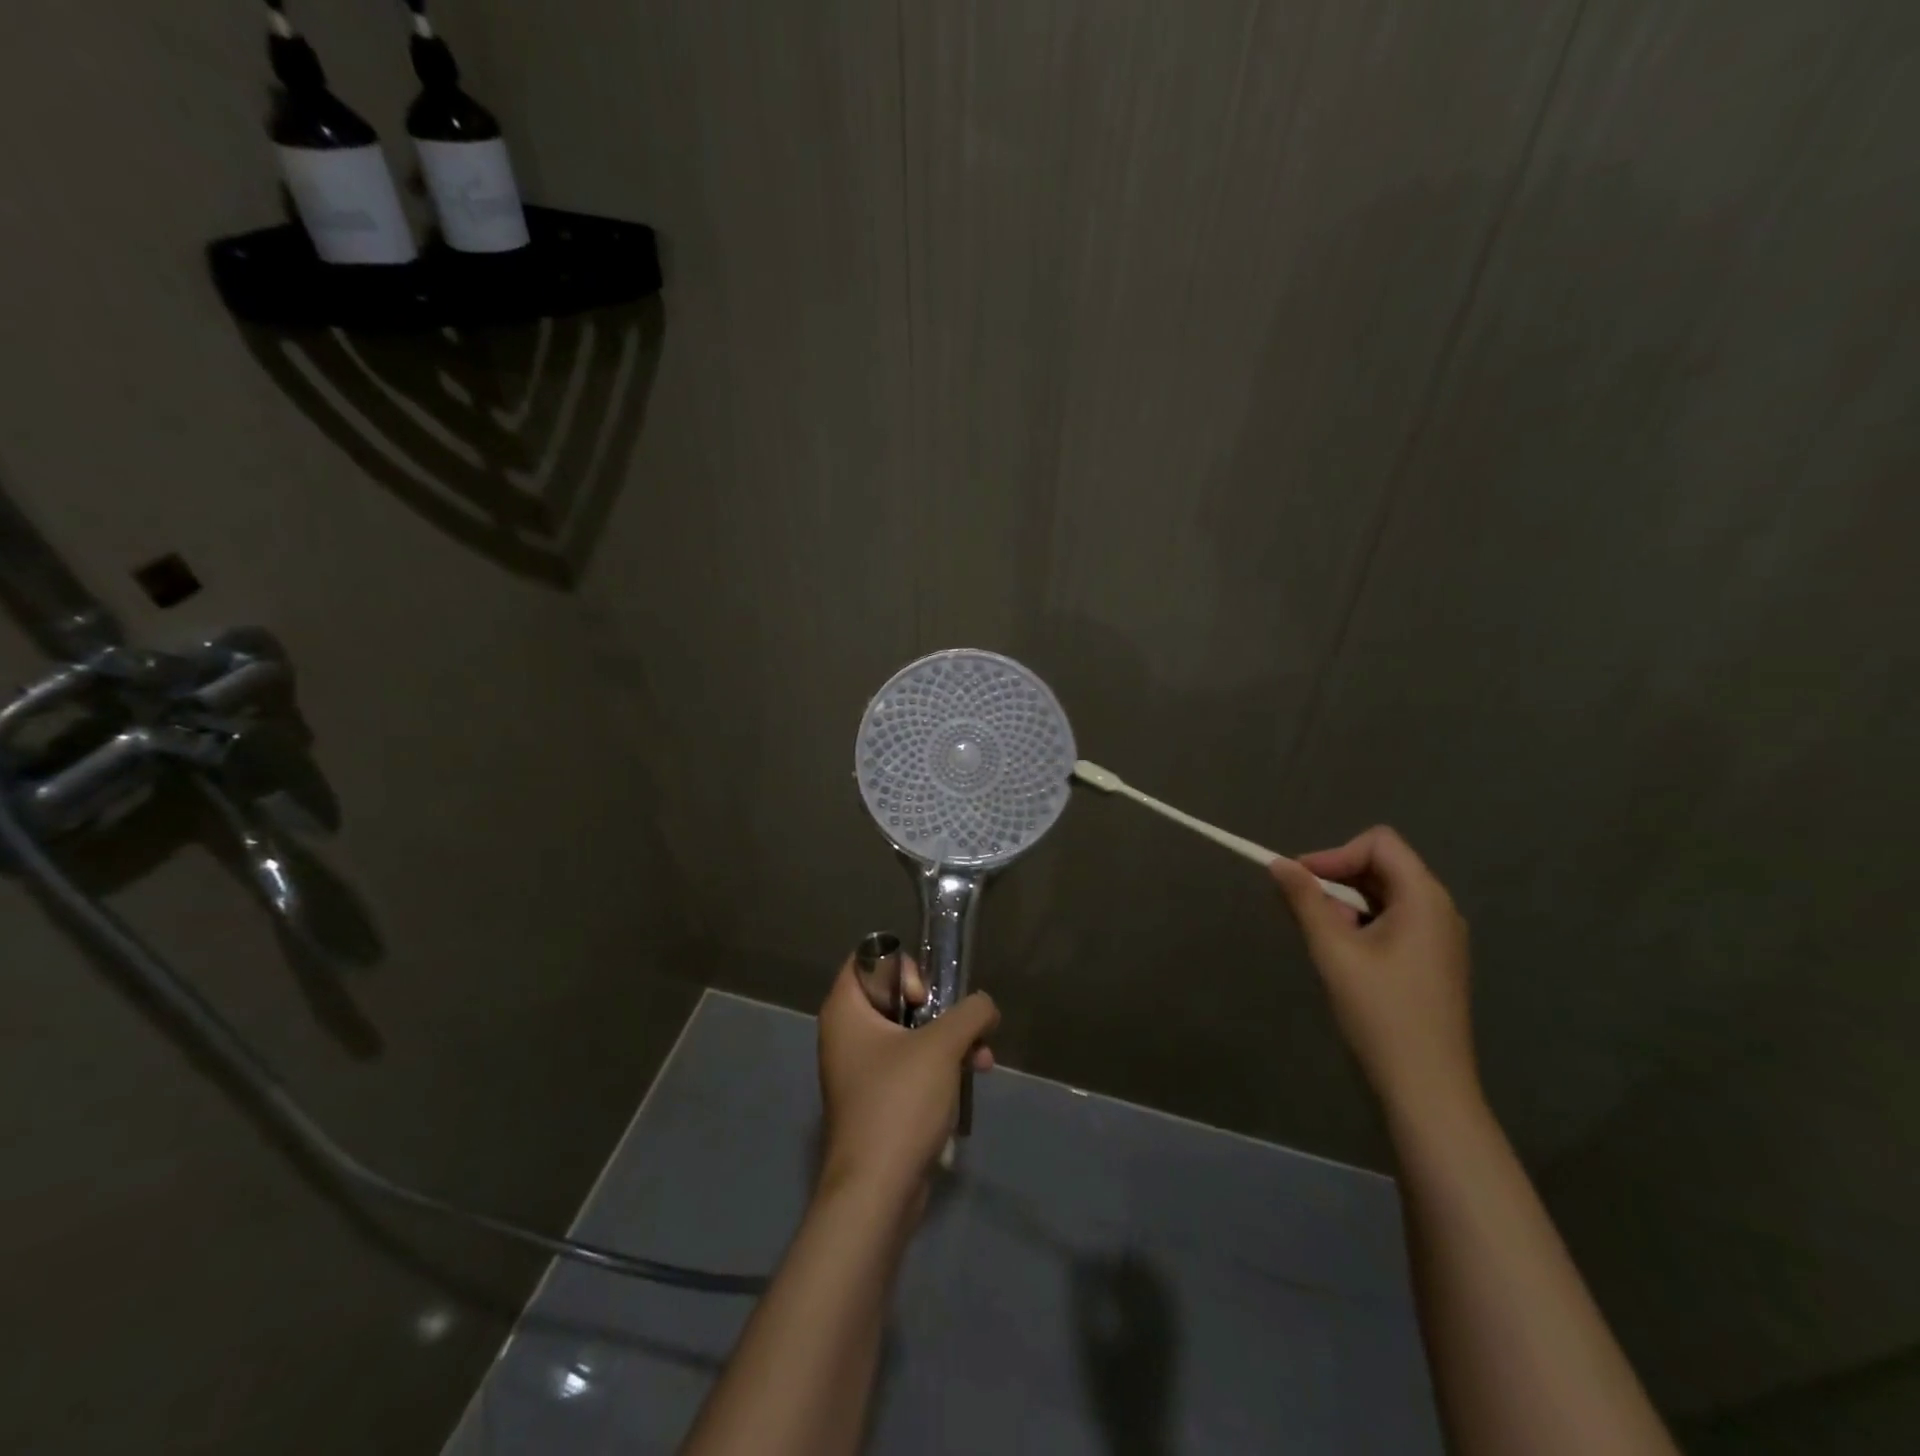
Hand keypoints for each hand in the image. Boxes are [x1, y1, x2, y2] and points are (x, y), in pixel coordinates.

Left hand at [816, 952, 997, 1207]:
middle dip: (938, 1008)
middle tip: (958, 1025)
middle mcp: (846, 1033)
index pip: (869, 959)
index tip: (924, 996)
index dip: (902, 967)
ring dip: (949, 1038)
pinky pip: (910, 1065)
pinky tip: (973, 1077)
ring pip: (909, 1032)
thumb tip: (986, 1006)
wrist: (877, 1191)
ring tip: (983, 1056)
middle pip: (895, 995)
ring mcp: (861, 1069)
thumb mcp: (942, 1046)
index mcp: (845, 1010)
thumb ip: (971, 1012)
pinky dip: (940, 1066)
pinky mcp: (878, 1100)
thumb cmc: (900, 1102)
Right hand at [1270, 827, 1478, 1122]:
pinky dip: (1364, 924)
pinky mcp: (1434, 960)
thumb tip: (1279, 863)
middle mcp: (1440, 909)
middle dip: (1338, 879)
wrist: (1427, 1087)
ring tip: (1325, 940)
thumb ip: (1305, 900)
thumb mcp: (1333, 951)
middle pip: (1383, 865)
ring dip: (1348, 904)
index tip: (1301, 883)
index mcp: (1424, 898)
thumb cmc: (1380, 1013)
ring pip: (1385, 894)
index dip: (1335, 854)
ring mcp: (1441, 937)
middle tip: (1308, 914)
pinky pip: (1395, 920)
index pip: (1378, 843)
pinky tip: (1346, 957)